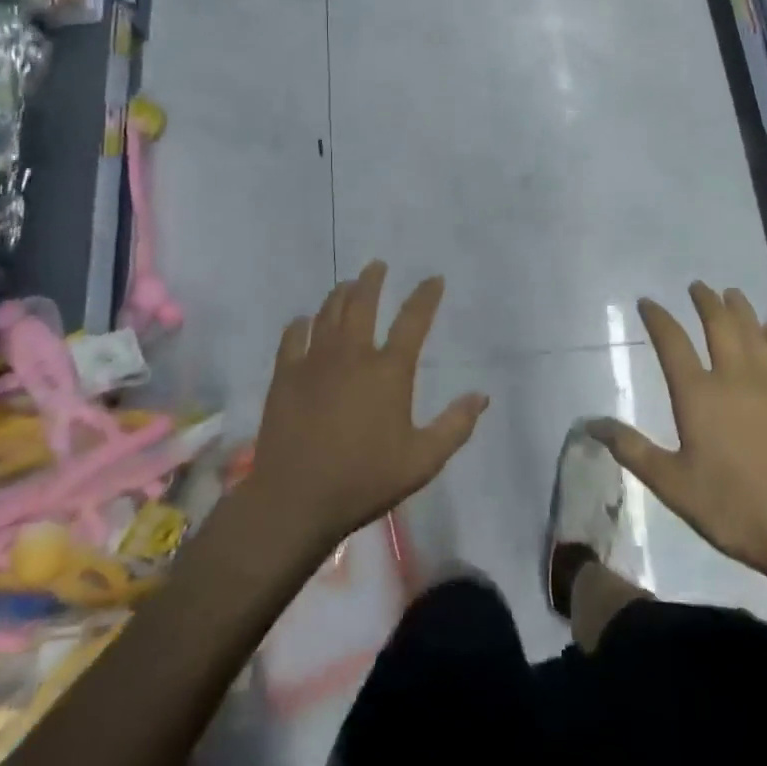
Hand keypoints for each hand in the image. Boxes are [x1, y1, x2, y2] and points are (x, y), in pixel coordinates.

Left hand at [246, 262, 487, 552]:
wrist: (295, 500)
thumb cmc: (364, 481)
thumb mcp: (421, 461)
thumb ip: (454, 426)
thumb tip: (482, 396)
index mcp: (388, 371)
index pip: (413, 320)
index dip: (426, 295)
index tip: (434, 278)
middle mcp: (352, 354)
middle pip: (362, 303)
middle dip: (372, 280)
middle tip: (377, 265)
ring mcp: (314, 361)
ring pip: (328, 313)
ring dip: (340, 294)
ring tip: (347, 284)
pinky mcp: (285, 375)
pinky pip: (292, 337)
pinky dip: (300, 324)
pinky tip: (303, 321)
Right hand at [593, 284, 766, 588]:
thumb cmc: (735, 508)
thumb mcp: (673, 486)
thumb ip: (632, 450)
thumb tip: (591, 423)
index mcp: (698, 395)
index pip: (672, 343)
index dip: (657, 319)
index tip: (647, 302)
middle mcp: (734, 378)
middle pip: (718, 326)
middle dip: (705, 302)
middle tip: (697, 286)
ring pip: (753, 333)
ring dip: (740, 309)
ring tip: (731, 293)